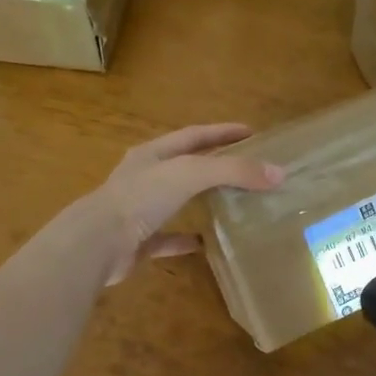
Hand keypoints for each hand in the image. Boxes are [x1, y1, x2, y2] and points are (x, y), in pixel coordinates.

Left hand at [87, 123, 283, 285]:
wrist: (97, 243)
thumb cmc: (142, 198)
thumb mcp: (190, 174)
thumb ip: (233, 171)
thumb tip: (278, 173)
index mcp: (153, 154)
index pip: (194, 135)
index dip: (223, 132)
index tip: (252, 132)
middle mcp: (144, 178)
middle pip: (185, 166)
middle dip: (214, 164)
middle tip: (247, 167)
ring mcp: (139, 210)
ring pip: (176, 200)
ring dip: (201, 200)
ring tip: (232, 202)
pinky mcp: (138, 241)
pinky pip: (167, 238)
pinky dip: (186, 239)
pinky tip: (206, 243)